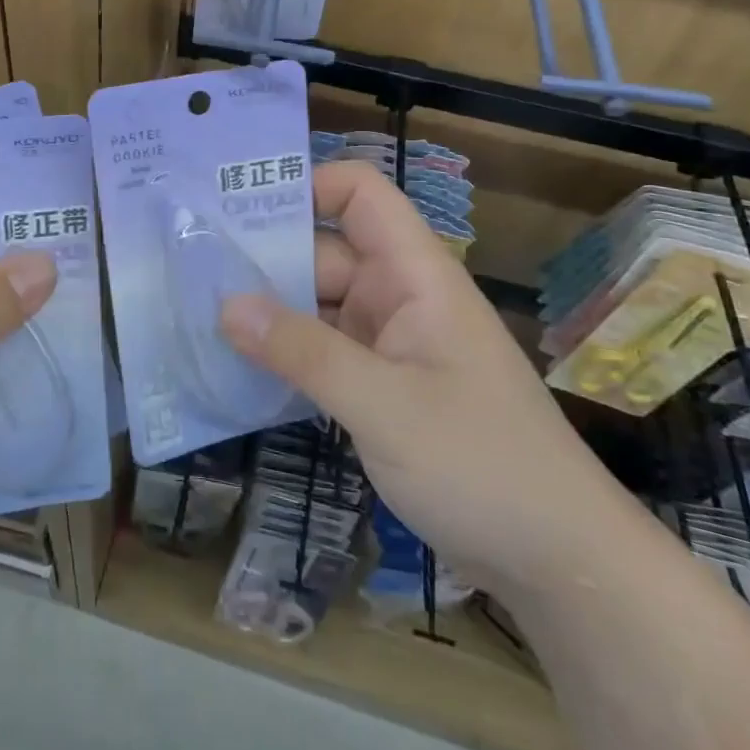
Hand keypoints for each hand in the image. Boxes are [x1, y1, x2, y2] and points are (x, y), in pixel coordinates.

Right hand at [220, 161, 626, 593]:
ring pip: (317, 304)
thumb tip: (226, 304)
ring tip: (195, 312)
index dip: (307, 186)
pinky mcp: (381, 386)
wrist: (560, 563)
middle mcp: (399, 296)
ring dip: (268, 310)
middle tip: (190, 268)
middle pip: (324, 251)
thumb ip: (303, 351)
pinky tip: (235, 366)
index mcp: (415, 274)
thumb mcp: (385, 406)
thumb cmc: (482, 464)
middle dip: (264, 256)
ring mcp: (389, 343)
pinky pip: (323, 351)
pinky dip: (285, 354)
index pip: (360, 196)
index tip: (239, 207)